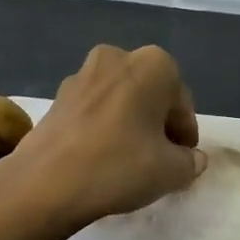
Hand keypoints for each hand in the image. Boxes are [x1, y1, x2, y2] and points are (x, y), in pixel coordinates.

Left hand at [12, 44, 206, 229]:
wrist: (47, 182)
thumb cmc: (120, 166)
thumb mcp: (171, 171)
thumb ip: (190, 161)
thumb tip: (192, 159)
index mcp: (153, 65)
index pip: (181, 103)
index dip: (185, 134)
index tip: (184, 159)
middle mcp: (117, 57)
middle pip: (150, 95)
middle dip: (157, 123)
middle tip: (160, 158)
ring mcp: (82, 75)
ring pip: (120, 100)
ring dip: (130, 124)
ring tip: (130, 160)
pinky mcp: (57, 97)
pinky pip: (94, 110)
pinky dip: (103, 128)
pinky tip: (102, 158)